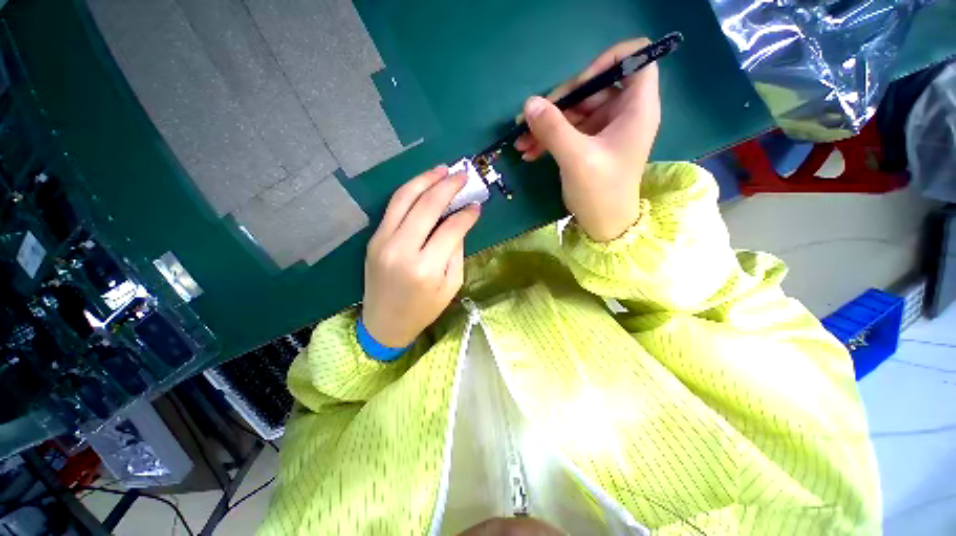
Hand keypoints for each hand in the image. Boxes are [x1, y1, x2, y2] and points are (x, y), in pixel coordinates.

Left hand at [362, 166, 480, 347]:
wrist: (384, 323)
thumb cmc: (423, 309)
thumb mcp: (451, 285)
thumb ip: (456, 251)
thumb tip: (460, 221)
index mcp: (426, 267)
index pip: (451, 228)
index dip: (466, 214)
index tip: (477, 205)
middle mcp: (402, 249)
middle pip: (427, 206)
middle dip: (448, 186)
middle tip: (463, 175)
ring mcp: (383, 241)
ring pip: (404, 198)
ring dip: (425, 179)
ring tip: (442, 169)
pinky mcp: (374, 238)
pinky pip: (393, 207)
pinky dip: (410, 191)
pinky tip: (424, 185)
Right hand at [516, 39, 660, 241]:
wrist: (603, 225)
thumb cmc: (600, 192)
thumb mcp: (576, 158)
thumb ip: (553, 128)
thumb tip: (529, 103)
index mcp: (636, 108)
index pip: (636, 58)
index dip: (607, 62)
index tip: (580, 85)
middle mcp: (623, 113)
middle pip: (593, 87)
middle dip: (560, 104)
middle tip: (532, 121)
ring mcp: (605, 129)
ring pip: (575, 112)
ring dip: (547, 124)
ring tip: (521, 143)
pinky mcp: (591, 144)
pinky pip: (569, 130)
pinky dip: (549, 138)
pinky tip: (529, 152)